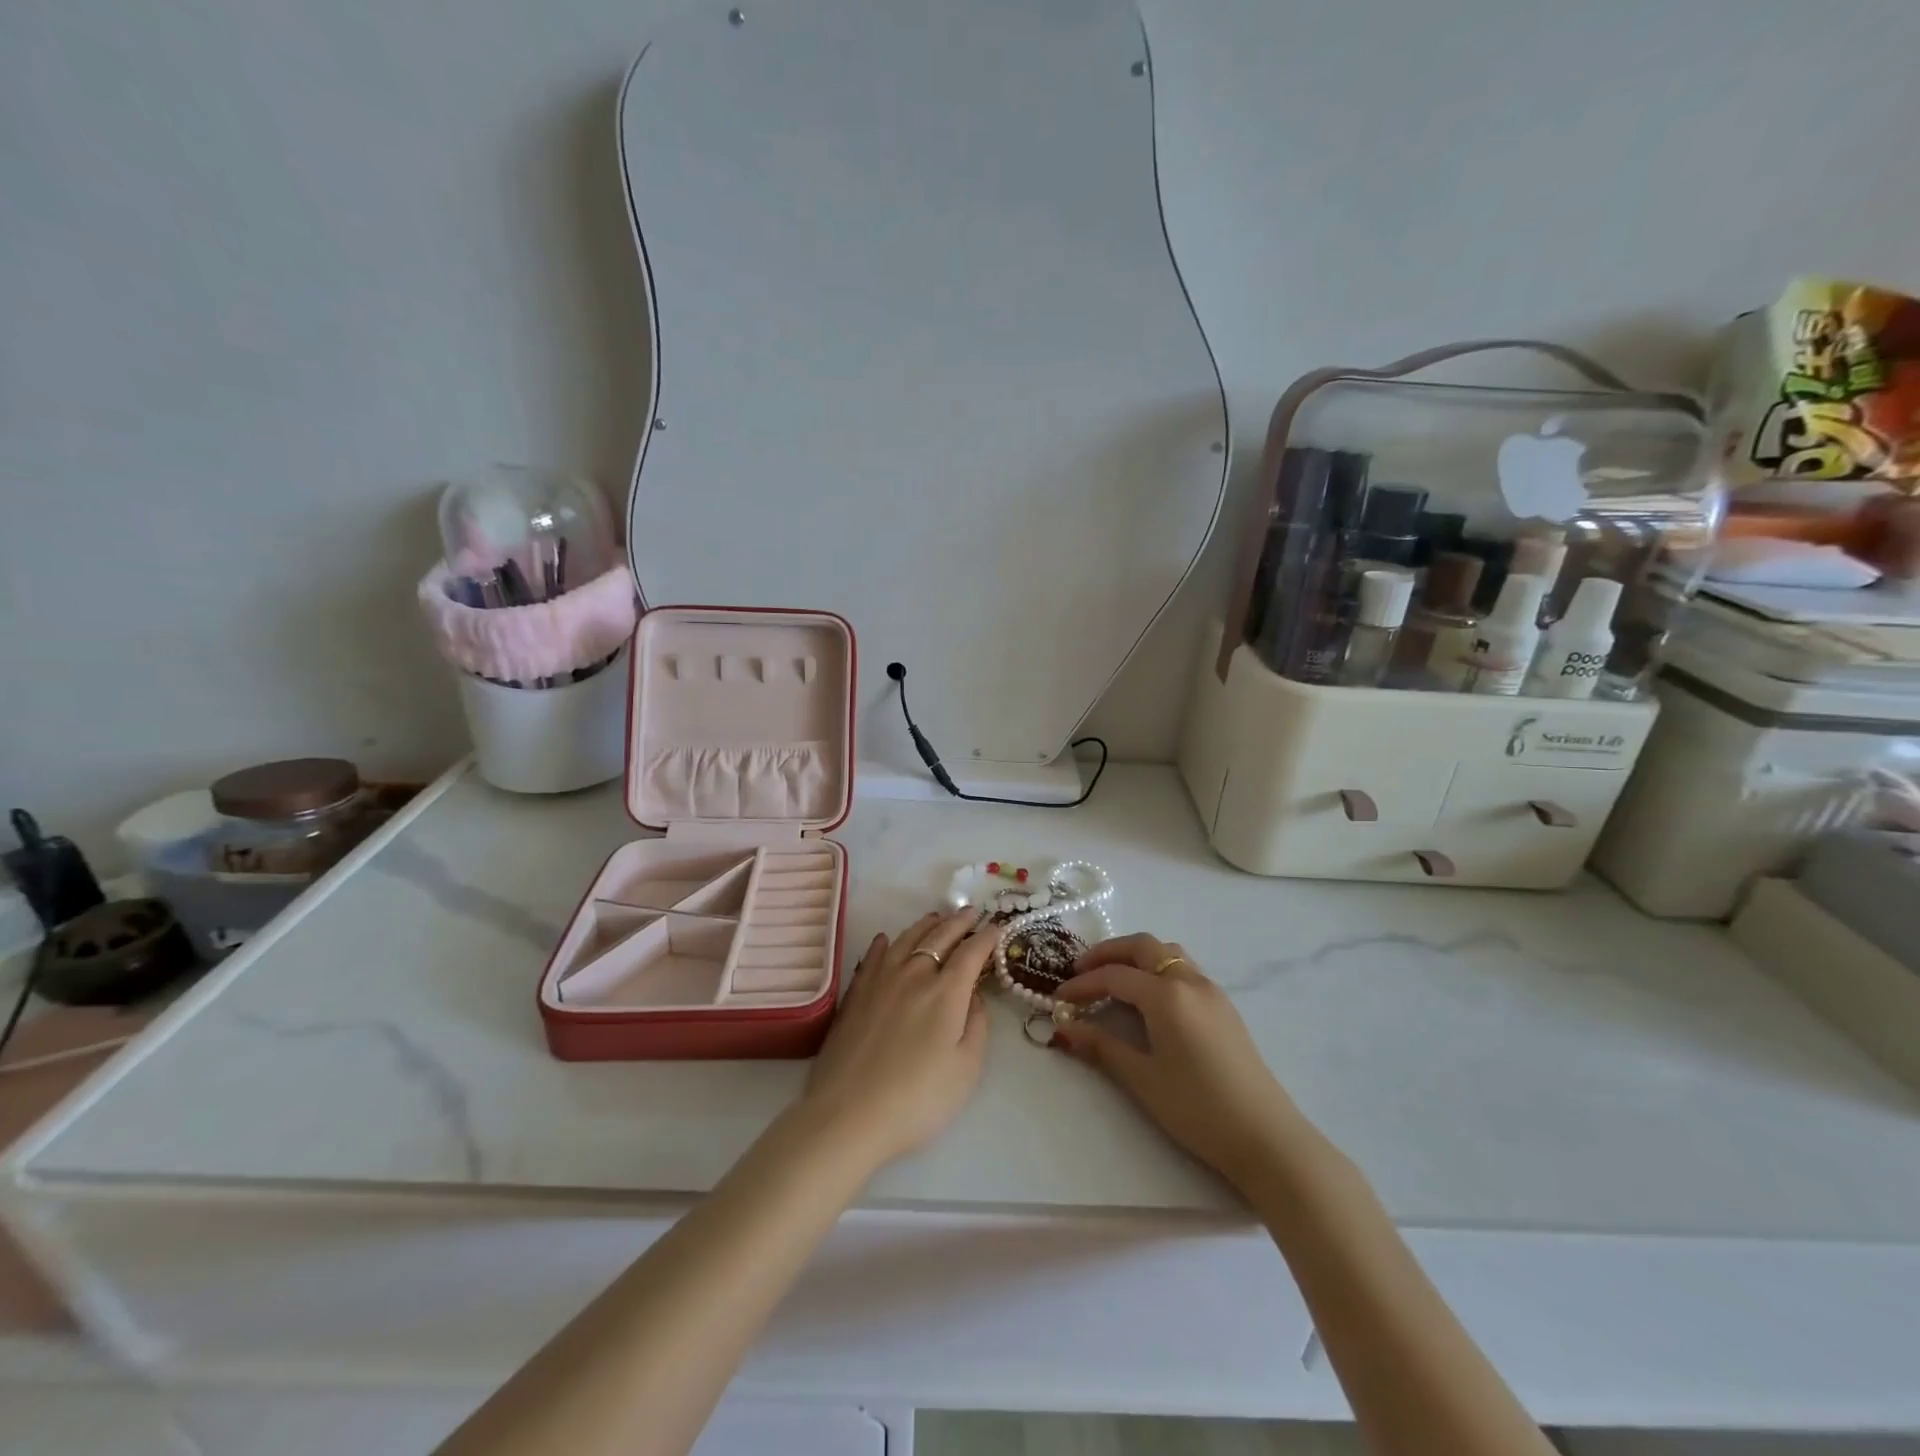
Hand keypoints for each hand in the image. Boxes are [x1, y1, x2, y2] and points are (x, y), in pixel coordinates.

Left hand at [798, 908, 994, 1170]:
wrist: (848, 1115)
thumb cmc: (918, 1099)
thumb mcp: (966, 1069)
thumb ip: (977, 1025)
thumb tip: (974, 995)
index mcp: (946, 991)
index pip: (971, 953)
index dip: (986, 938)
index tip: (997, 928)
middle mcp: (913, 974)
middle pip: (939, 937)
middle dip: (958, 922)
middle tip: (970, 912)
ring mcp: (879, 980)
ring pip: (905, 939)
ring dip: (925, 925)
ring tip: (936, 918)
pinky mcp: (854, 994)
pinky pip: (872, 956)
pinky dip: (884, 944)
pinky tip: (885, 940)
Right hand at [1052, 933, 1301, 1188]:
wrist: (1266, 1138)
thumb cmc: (1198, 1108)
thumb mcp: (1142, 1079)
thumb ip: (1102, 1046)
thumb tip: (1064, 1028)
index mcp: (1167, 994)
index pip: (1115, 976)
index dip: (1082, 984)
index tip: (1058, 999)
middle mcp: (1190, 981)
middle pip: (1142, 947)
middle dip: (1108, 953)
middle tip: (1080, 971)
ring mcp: (1211, 991)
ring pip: (1167, 953)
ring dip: (1135, 956)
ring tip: (1112, 978)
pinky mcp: (1224, 1007)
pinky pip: (1183, 969)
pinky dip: (1157, 969)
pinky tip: (1147, 997)